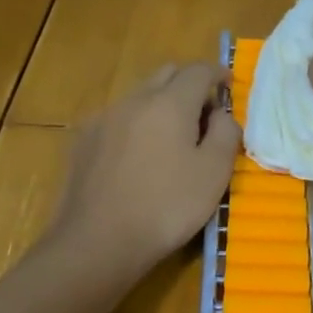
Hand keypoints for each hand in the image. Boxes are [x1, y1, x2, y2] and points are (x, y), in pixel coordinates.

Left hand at [52, 62, 239, 280]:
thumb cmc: (167, 207)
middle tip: (204, 111)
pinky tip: (139, 154)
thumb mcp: (214, 174)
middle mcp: (135, 99)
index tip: (229, 86)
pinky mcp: (84, 140)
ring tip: (172, 135)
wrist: (98, 242)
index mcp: (170, 102)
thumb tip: (222, 114)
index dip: (218, 73)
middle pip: (166, 74)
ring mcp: (104, 118)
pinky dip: (137, 122)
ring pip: (140, 94)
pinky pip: (118, 117)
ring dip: (161, 102)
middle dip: (189, 83)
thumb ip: (226, 134)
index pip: (199, 70)